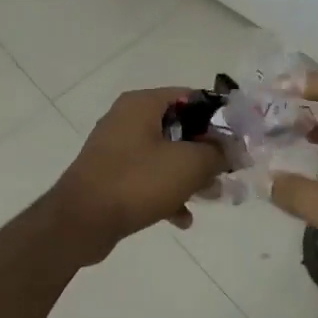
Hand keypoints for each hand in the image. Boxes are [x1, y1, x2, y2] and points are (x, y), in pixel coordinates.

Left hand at [49, 89, 227, 253]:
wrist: (80, 221)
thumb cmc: (137, 182)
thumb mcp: (188, 164)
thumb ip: (216, 152)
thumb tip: (230, 150)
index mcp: (142, 103)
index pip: (190, 96)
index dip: (218, 117)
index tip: (237, 140)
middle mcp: (126, 118)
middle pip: (178, 127)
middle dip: (205, 150)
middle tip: (226, 171)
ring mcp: (116, 147)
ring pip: (164, 154)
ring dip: (189, 175)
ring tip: (211, 196)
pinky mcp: (110, 175)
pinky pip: (147, 177)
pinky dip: (166, 192)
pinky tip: (182, 219)